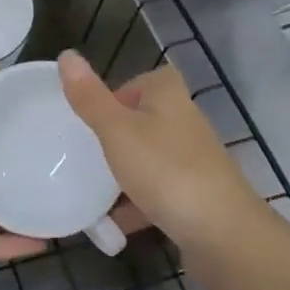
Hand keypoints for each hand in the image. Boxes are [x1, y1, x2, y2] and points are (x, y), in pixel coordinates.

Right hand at [59, 51, 266, 253]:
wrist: (223, 234)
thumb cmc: (166, 171)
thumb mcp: (117, 131)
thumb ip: (90, 98)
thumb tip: (66, 54)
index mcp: (170, 98)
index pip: (147, 79)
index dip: (121, 91)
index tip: (94, 115)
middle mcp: (186, 124)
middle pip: (146, 120)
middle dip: (117, 136)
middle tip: (86, 152)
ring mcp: (194, 163)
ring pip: (151, 159)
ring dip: (125, 173)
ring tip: (92, 190)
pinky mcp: (197, 198)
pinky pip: (159, 194)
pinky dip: (137, 205)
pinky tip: (113, 225)